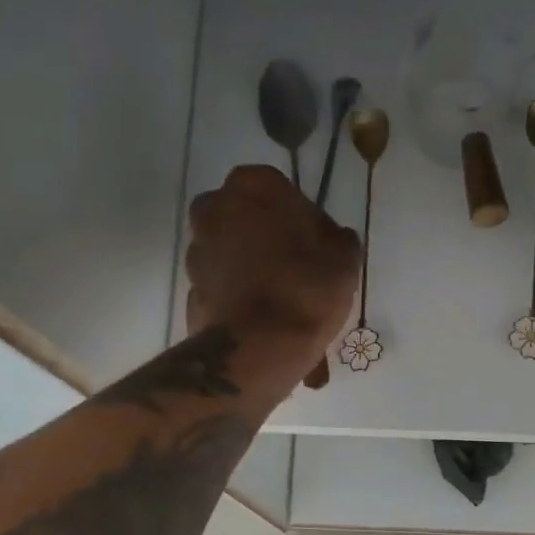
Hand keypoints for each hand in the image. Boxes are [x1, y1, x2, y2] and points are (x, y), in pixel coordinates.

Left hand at [186, 166, 361, 381]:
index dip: (298, 216)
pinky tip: (261, 318)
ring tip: (278, 299)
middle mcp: (215, 208)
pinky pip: (222, 285)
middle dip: (265, 237)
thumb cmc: (306, 290)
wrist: (258, 348)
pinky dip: (237, 295)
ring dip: (249, 266)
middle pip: (246, 217)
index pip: (278, 188)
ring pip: (230, 251)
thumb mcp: (344, 260)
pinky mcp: (191, 289)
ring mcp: (197, 250)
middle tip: (295, 268)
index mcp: (253, 186)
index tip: (315, 244)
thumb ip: (338, 240)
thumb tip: (333, 239)